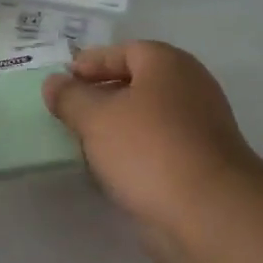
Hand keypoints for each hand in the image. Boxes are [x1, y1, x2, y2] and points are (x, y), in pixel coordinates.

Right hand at [43, 41, 262, 262]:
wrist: (208, 211)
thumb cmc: (148, 149)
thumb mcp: (96, 118)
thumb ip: (70, 97)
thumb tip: (53, 82)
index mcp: (168, 64)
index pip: (125, 50)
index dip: (92, 62)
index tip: (64, 80)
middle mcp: (190, 87)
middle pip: (138, 83)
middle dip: (102, 95)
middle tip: (70, 110)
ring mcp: (200, 127)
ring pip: (148, 118)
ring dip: (117, 127)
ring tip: (83, 142)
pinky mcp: (201, 164)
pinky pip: (158, 147)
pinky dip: (134, 153)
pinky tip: (110, 170)